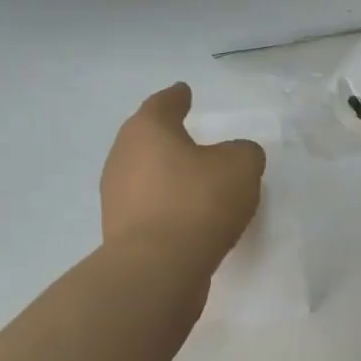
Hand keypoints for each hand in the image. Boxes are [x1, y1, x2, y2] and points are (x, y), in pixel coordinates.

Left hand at [101, 83, 266, 262]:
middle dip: (167, 137)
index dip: (177, 97)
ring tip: (193, 180)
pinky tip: (186, 215)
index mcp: (148, 130)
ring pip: (145, 174)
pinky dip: (165, 205)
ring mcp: (116, 196)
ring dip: (166, 175)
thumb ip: (244, 152)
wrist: (157, 268)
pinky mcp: (120, 231)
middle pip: (146, 138)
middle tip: (190, 137)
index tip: (185, 92)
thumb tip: (235, 156)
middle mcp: (123, 156)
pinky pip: (148, 207)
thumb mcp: (241, 167)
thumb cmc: (198, 202)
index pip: (163, 103)